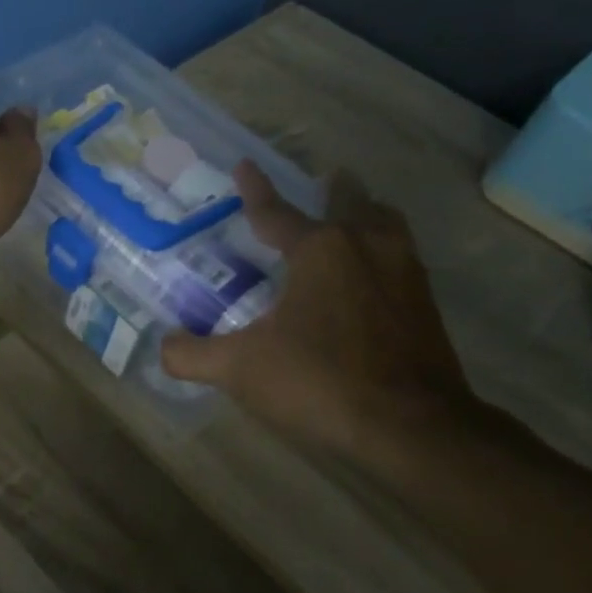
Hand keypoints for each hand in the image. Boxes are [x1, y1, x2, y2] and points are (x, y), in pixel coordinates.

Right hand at [161, 162, 481, 463]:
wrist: (412, 427)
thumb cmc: (320, 382)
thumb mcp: (241, 369)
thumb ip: (194, 355)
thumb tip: (165, 346)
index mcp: (320, 249)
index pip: (276, 212)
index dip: (255, 191)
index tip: (245, 165)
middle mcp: (367, 246)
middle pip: (349, 202)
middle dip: (332, 190)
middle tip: (322, 180)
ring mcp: (405, 273)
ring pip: (386, 225)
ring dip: (367, 214)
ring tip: (354, 217)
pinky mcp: (426, 305)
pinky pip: (401, 259)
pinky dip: (383, 253)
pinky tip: (373, 277)